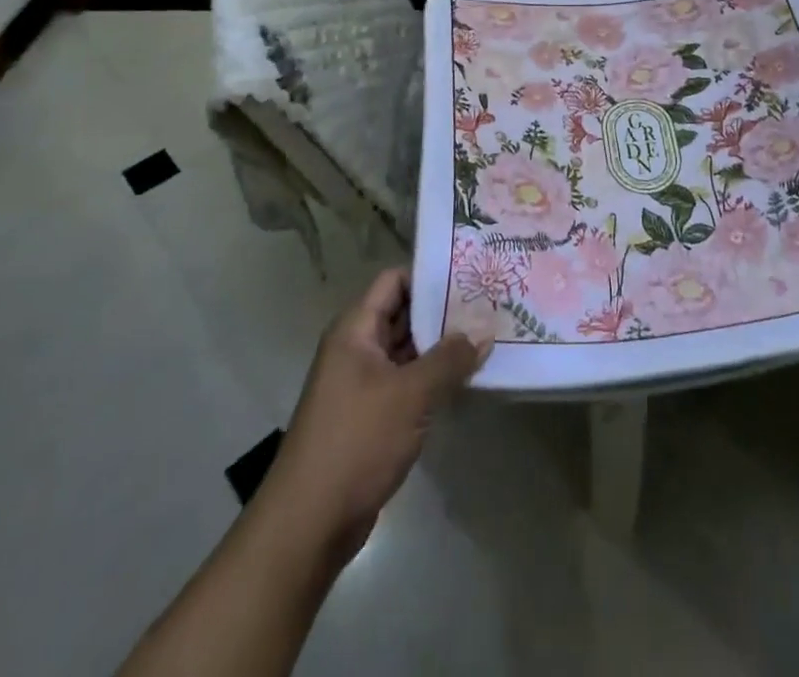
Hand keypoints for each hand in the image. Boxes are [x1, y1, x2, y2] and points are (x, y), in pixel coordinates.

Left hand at [262, 268, 487, 563]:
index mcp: (355, 330)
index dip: (431, 275)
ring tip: (488, 335)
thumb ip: (450, 359)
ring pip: (409, 350)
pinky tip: (468, 377)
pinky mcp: (371, 415)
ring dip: (443, 346)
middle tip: (490, 303)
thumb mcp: (411, 395)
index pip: (395, 280)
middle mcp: (357, 349)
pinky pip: (408, 381)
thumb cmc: (356, 442)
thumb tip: (485, 331)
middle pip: (404, 313)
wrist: (308, 525)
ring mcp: (363, 383)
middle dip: (444, 311)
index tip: (471, 274)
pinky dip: (434, 377)